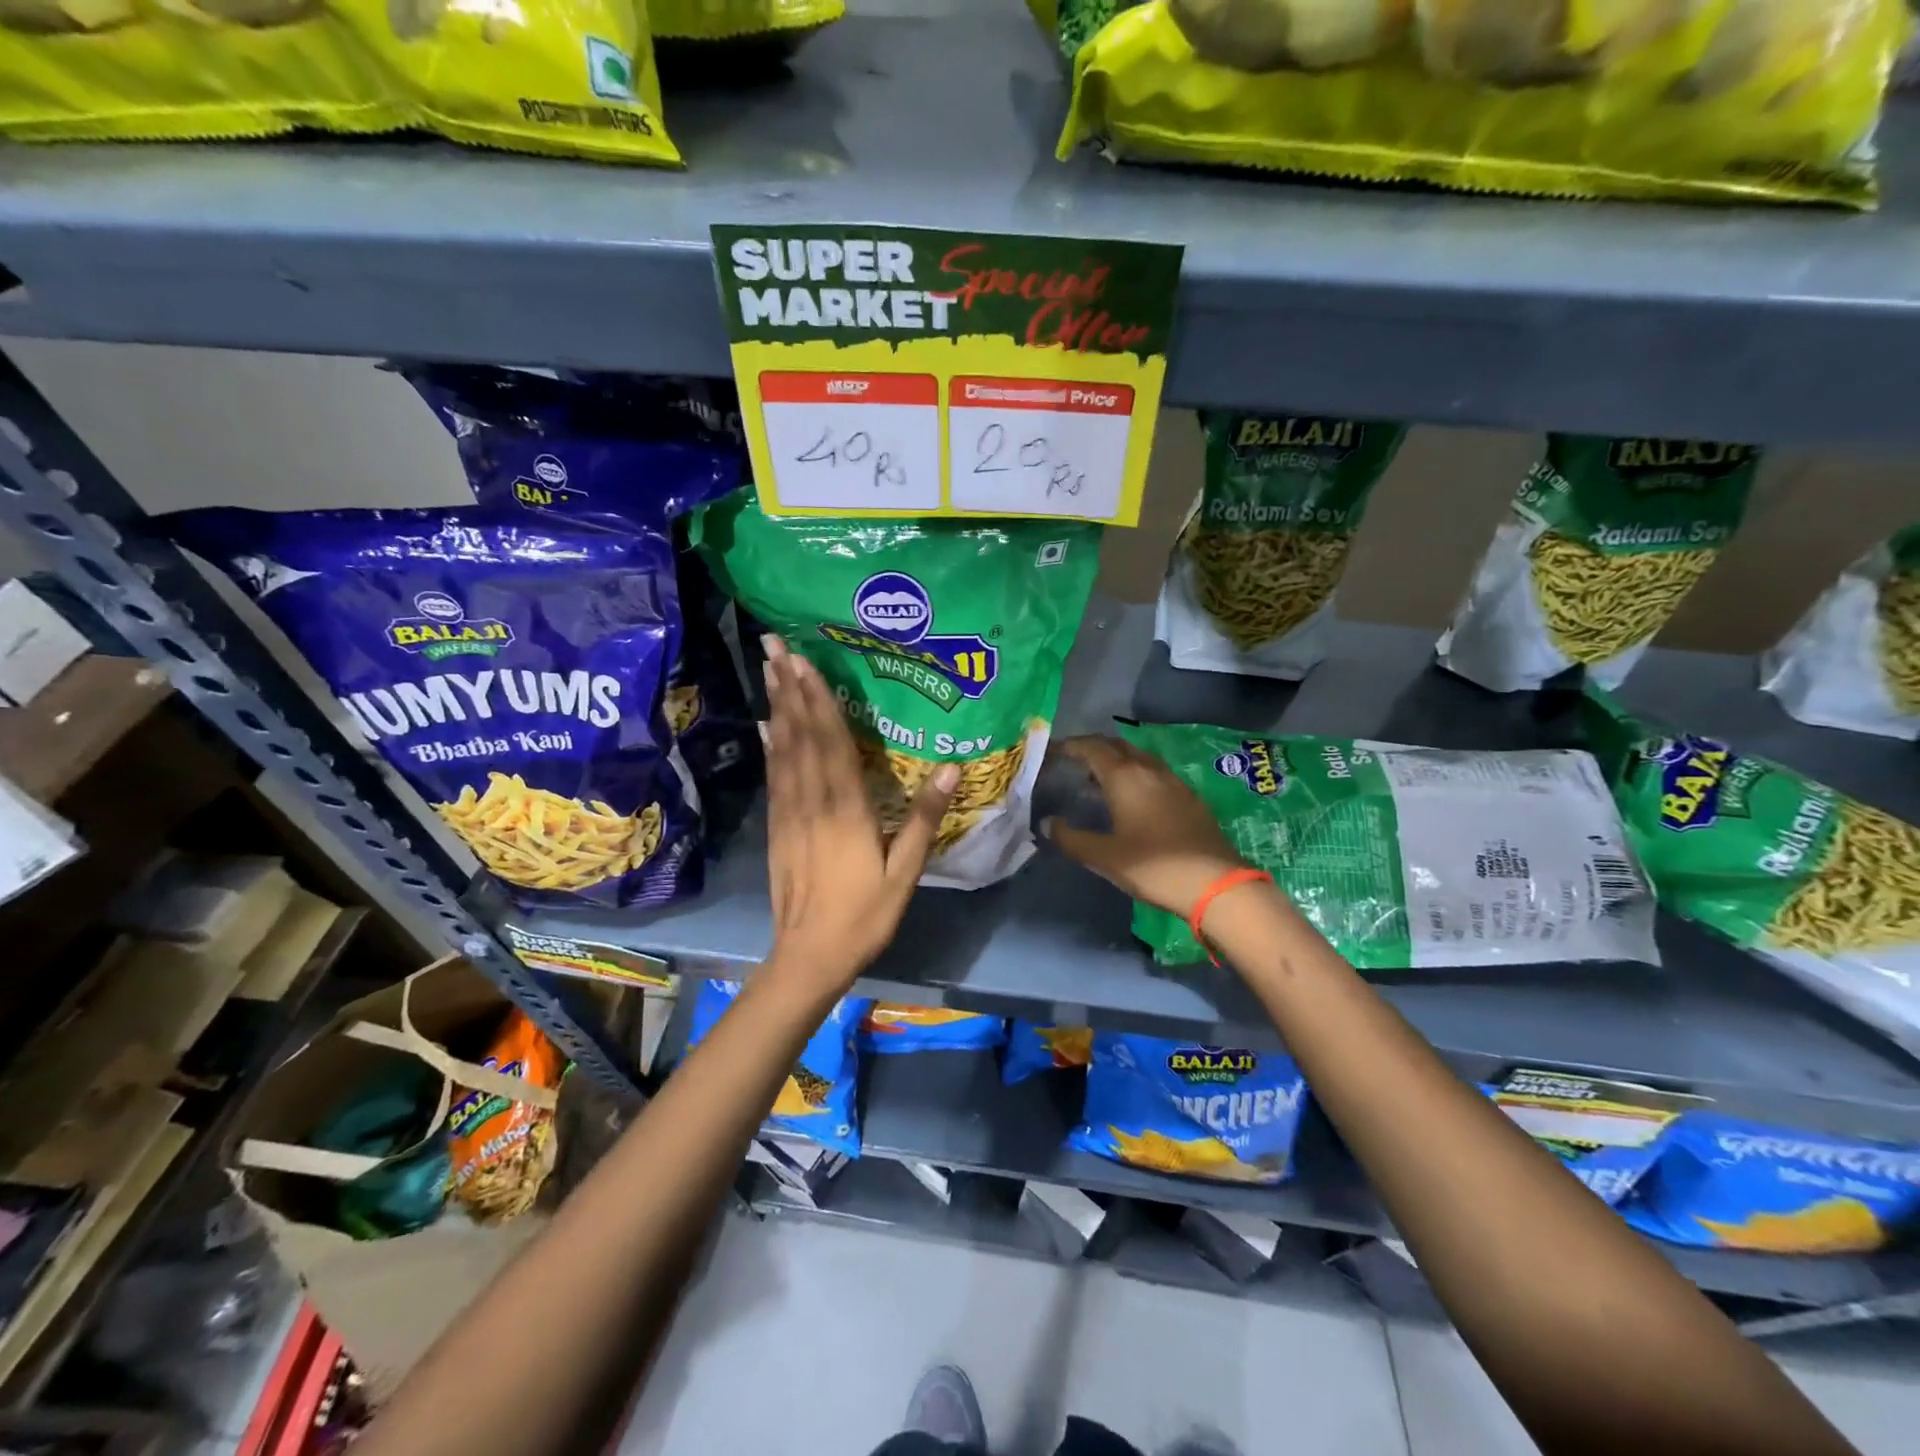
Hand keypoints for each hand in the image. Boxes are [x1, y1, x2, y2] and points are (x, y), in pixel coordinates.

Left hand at [761, 636, 957, 992]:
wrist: (810, 956)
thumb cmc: (864, 914)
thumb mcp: (905, 871)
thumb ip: (924, 818)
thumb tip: (951, 768)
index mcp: (845, 809)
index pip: (831, 743)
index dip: (818, 700)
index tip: (805, 662)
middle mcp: (812, 802)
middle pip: (800, 737)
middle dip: (789, 689)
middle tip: (774, 646)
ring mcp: (789, 814)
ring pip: (782, 751)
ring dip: (777, 708)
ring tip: (770, 671)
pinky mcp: (778, 828)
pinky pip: (774, 778)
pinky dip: (770, 747)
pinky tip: (767, 727)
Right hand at [1043, 735, 1247, 917]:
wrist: (1216, 884)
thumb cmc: (1153, 867)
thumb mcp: (1104, 857)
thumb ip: (1071, 839)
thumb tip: (1047, 824)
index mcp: (1125, 777)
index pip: (1092, 747)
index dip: (1071, 745)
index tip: (1053, 750)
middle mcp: (1150, 770)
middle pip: (1117, 745)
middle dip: (1093, 747)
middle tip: (1073, 760)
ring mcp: (1174, 782)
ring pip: (1139, 758)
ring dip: (1116, 760)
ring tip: (1099, 778)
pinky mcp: (1190, 798)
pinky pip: (1155, 773)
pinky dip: (1136, 774)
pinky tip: (1133, 797)